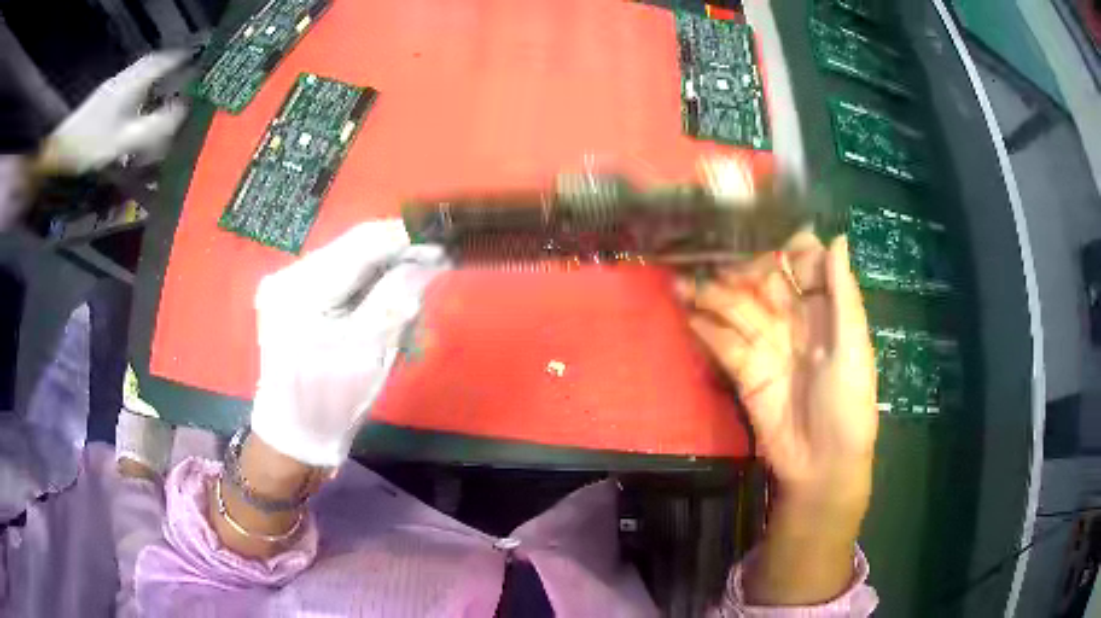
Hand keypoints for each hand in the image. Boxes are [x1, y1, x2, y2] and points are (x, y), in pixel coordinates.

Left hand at [38, 52, 188, 174]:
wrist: (58, 153)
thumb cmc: (90, 147)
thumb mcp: (124, 141)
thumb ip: (153, 127)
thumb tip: (182, 112)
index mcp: (130, 84)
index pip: (159, 62)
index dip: (177, 59)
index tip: (192, 59)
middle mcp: (121, 79)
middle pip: (147, 64)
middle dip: (164, 65)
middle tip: (177, 72)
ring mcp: (109, 88)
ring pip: (135, 74)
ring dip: (149, 76)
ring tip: (158, 88)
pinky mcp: (99, 100)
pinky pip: (125, 84)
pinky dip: (136, 87)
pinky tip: (133, 104)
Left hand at [250, 219, 449, 467]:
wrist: (295, 432)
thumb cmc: (332, 401)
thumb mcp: (370, 351)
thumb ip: (397, 298)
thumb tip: (428, 259)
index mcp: (301, 291)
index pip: (362, 244)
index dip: (406, 238)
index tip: (443, 241)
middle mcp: (286, 274)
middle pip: (351, 245)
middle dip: (395, 250)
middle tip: (434, 260)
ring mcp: (284, 282)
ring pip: (344, 256)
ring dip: (380, 263)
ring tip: (412, 275)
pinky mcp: (288, 292)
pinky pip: (334, 272)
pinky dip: (362, 278)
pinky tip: (380, 290)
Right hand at [679, 232, 877, 604]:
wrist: (821, 465)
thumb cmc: (848, 405)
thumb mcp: (853, 348)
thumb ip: (844, 294)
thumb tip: (839, 237)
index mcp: (826, 310)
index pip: (803, 265)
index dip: (783, 247)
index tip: (758, 228)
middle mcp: (795, 320)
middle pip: (764, 282)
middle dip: (739, 266)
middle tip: (706, 252)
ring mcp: (768, 345)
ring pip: (738, 309)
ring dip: (711, 293)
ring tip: (680, 278)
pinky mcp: (745, 372)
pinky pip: (723, 342)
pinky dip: (704, 327)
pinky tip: (684, 311)